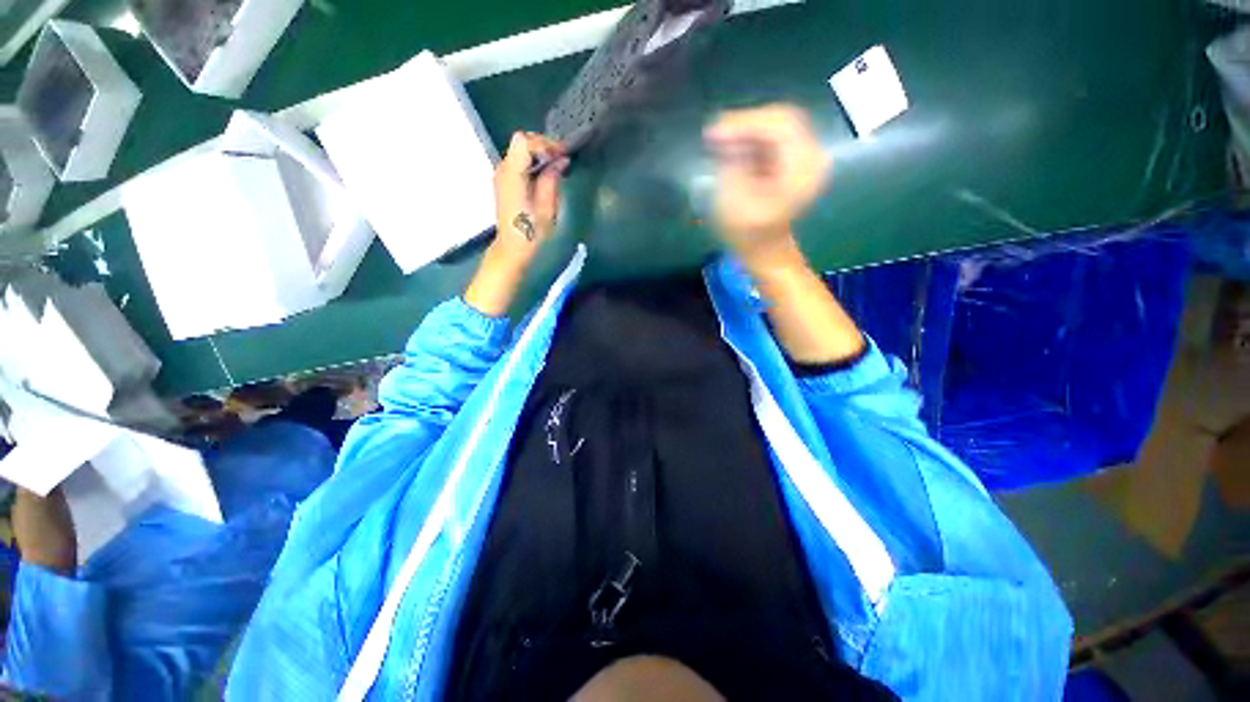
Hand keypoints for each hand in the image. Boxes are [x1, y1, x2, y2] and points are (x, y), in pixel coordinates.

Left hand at [465, 131, 568, 316]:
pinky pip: (519, 161)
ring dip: (540, 154)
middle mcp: (503, 169)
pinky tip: (547, 173)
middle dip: (544, 146)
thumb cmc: (531, 232)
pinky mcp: (505, 181)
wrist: (512, 248)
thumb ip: (551, 180)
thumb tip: (561, 160)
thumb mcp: (547, 208)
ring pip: (520, 150)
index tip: (563, 154)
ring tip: (558, 165)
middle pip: (521, 142)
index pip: (524, 142)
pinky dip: (534, 162)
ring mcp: (501, 174)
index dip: (545, 144)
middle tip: (563, 159)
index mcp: (512, 175)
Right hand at [704, 104, 831, 265]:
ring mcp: (810, 156)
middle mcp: (813, 156)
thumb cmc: (748, 234)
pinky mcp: (800, 158)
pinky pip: (778, 136)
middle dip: (746, 123)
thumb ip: (732, 163)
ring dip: (748, 130)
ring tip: (720, 141)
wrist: (766, 250)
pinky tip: (734, 147)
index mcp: (802, 169)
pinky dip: (755, 138)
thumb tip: (725, 137)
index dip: (745, 123)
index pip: (780, 125)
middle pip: (782, 119)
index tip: (713, 131)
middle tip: (715, 134)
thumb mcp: (733, 201)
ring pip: (779, 124)